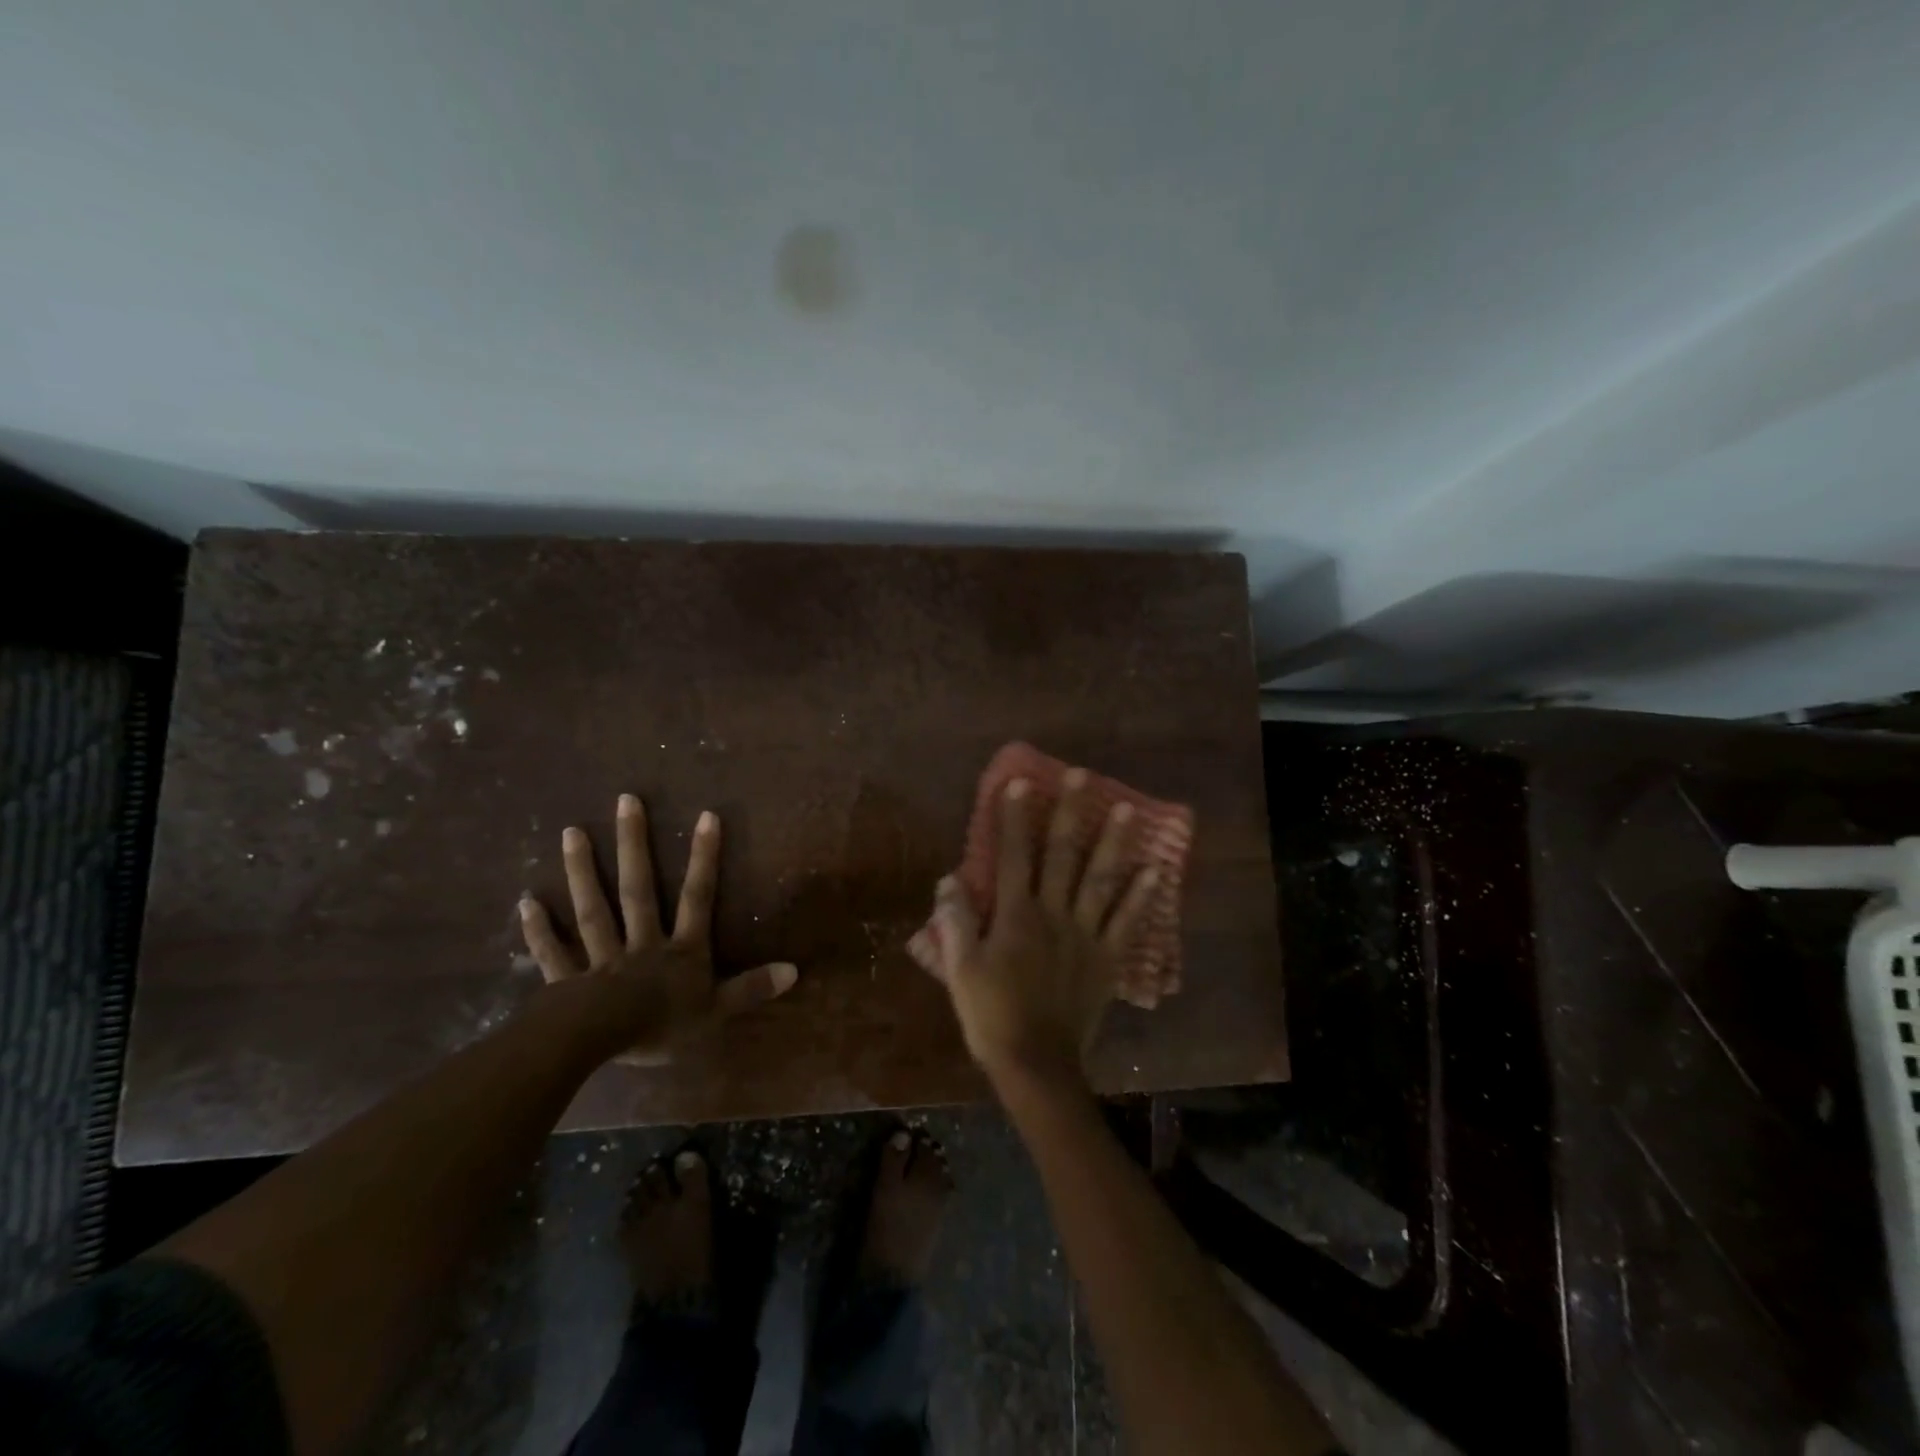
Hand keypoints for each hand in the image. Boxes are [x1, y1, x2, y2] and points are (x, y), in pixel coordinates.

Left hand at [518, 794, 797, 1061]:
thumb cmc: (663, 1027)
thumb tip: (795, 970)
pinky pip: (553, 953)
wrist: (601, 1046)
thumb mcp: (717, 1012)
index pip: (698, 897)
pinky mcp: (567, 982)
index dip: (705, 858)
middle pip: (638, 889)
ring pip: (593, 909)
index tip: (706, 815)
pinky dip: (539, 930)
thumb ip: (752, 989)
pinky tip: (526, 902)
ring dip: (582, 872)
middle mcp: (641, 943)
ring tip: (571, 832)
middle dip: (634, 845)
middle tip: (625, 801)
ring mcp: (600, 959)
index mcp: (679, 951)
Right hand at [923, 769, 1158, 1083]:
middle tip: (1082, 776)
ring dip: (1115, 842)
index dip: (1015, 818)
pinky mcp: (1106, 959)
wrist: (1035, 1065)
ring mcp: (1085, 935)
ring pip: (1101, 880)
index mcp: (1015, 916)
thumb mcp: (960, 970)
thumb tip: (948, 878)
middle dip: (1070, 813)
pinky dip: (1142, 897)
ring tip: (1129, 809)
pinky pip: (1127, 923)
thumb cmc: (991, 1015)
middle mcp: (1053, 914)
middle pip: (1063, 855)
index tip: (1021, 783)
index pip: (1013, 856)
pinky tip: (1156, 871)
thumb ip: (955, 922)